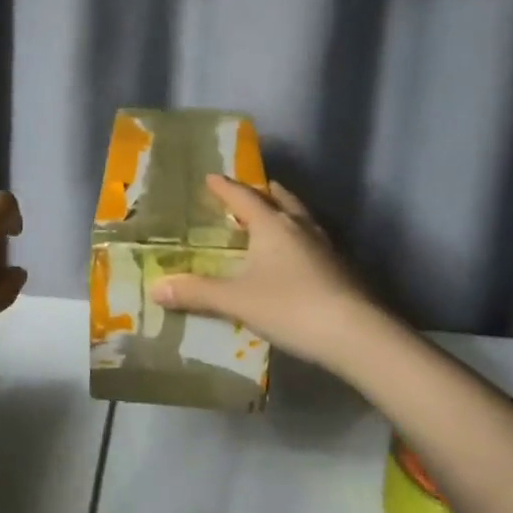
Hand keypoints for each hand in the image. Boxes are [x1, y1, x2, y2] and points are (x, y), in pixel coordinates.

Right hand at [149, 175, 378, 369]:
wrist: (356, 335)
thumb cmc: (290, 307)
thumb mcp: (236, 301)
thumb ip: (197, 293)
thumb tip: (156, 288)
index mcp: (272, 225)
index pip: (243, 197)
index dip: (225, 187)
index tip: (211, 177)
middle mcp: (299, 227)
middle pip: (279, 199)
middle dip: (260, 192)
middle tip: (245, 193)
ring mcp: (325, 246)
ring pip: (300, 217)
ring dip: (283, 212)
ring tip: (270, 218)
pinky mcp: (340, 268)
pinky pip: (313, 240)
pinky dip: (298, 238)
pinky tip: (295, 256)